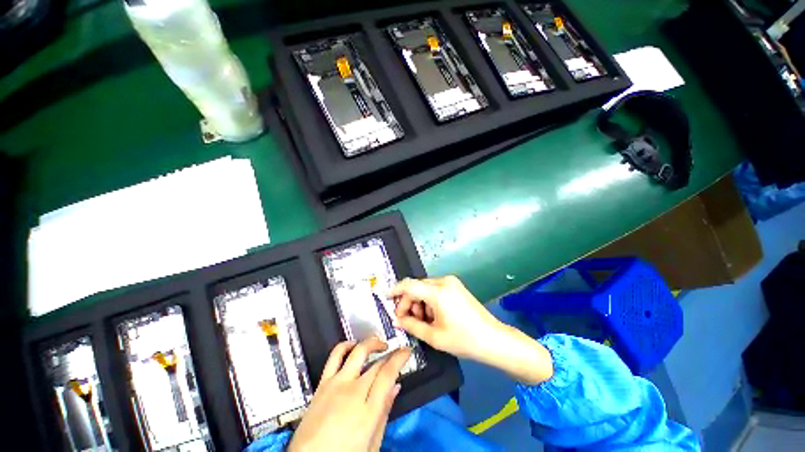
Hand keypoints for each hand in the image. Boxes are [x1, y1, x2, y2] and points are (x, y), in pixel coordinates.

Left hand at [288, 338, 409, 451]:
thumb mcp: (371, 444)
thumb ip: (384, 413)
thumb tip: (395, 387)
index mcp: (367, 410)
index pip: (388, 374)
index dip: (399, 359)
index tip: (406, 351)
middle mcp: (353, 391)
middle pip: (376, 363)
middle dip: (390, 353)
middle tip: (396, 351)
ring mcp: (336, 384)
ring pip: (357, 351)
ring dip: (370, 343)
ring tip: (378, 344)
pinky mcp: (322, 383)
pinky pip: (335, 356)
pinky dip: (346, 346)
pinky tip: (353, 346)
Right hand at [390, 276, 552, 384]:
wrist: (493, 339)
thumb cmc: (464, 339)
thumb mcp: (434, 336)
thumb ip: (411, 325)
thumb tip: (397, 319)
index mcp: (438, 291)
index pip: (409, 285)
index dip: (395, 290)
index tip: (385, 298)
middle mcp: (444, 281)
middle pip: (416, 287)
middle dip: (408, 303)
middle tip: (406, 321)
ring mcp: (451, 282)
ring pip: (425, 289)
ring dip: (419, 303)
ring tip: (422, 322)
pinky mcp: (455, 286)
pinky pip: (434, 290)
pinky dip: (428, 301)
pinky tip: (433, 316)